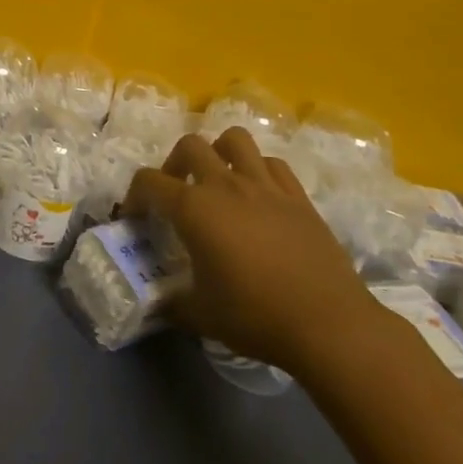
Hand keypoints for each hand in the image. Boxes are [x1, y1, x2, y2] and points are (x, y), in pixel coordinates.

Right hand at [125, 128, 380, 374]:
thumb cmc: (255, 316)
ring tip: (217, 180)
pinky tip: (257, 196)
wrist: (328, 323)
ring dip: (218, 152)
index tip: (135, 217)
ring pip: (235, 140)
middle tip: (176, 193)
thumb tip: (158, 303)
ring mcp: (265, 186)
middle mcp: (226, 185)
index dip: (134, 196)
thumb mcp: (200, 315)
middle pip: (190, 146)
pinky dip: (258, 170)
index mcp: (194, 208)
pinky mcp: (297, 196)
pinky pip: (272, 164)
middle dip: (173, 164)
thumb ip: (172, 302)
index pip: (149, 182)